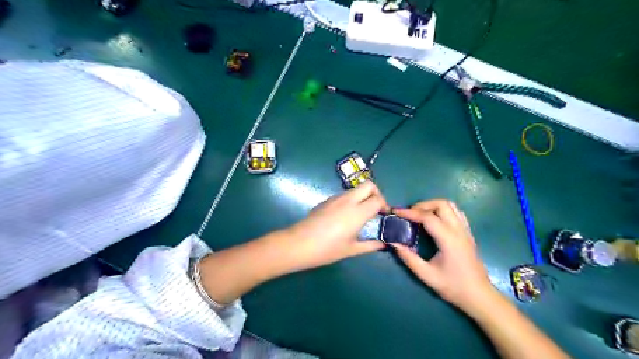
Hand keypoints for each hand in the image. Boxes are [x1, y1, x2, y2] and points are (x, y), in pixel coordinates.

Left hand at [285, 182, 389, 271]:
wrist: (299, 244)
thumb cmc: (327, 249)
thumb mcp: (351, 249)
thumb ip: (370, 245)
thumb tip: (383, 244)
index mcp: (357, 212)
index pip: (378, 199)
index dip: (385, 205)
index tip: (385, 215)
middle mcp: (348, 200)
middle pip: (368, 185)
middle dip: (376, 194)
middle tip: (376, 209)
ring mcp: (336, 198)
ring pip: (356, 189)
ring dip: (363, 196)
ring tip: (362, 213)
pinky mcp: (327, 200)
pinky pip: (345, 194)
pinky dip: (352, 200)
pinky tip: (347, 215)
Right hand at [392, 200, 495, 312]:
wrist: (479, 296)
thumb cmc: (453, 287)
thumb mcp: (426, 275)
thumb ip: (408, 258)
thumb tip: (393, 243)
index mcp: (448, 239)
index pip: (427, 217)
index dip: (410, 213)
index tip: (396, 212)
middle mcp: (459, 230)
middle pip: (441, 204)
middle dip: (422, 205)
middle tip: (409, 214)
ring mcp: (466, 230)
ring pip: (450, 205)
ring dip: (433, 206)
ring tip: (420, 215)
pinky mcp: (468, 233)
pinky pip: (456, 212)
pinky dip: (443, 210)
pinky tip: (435, 220)